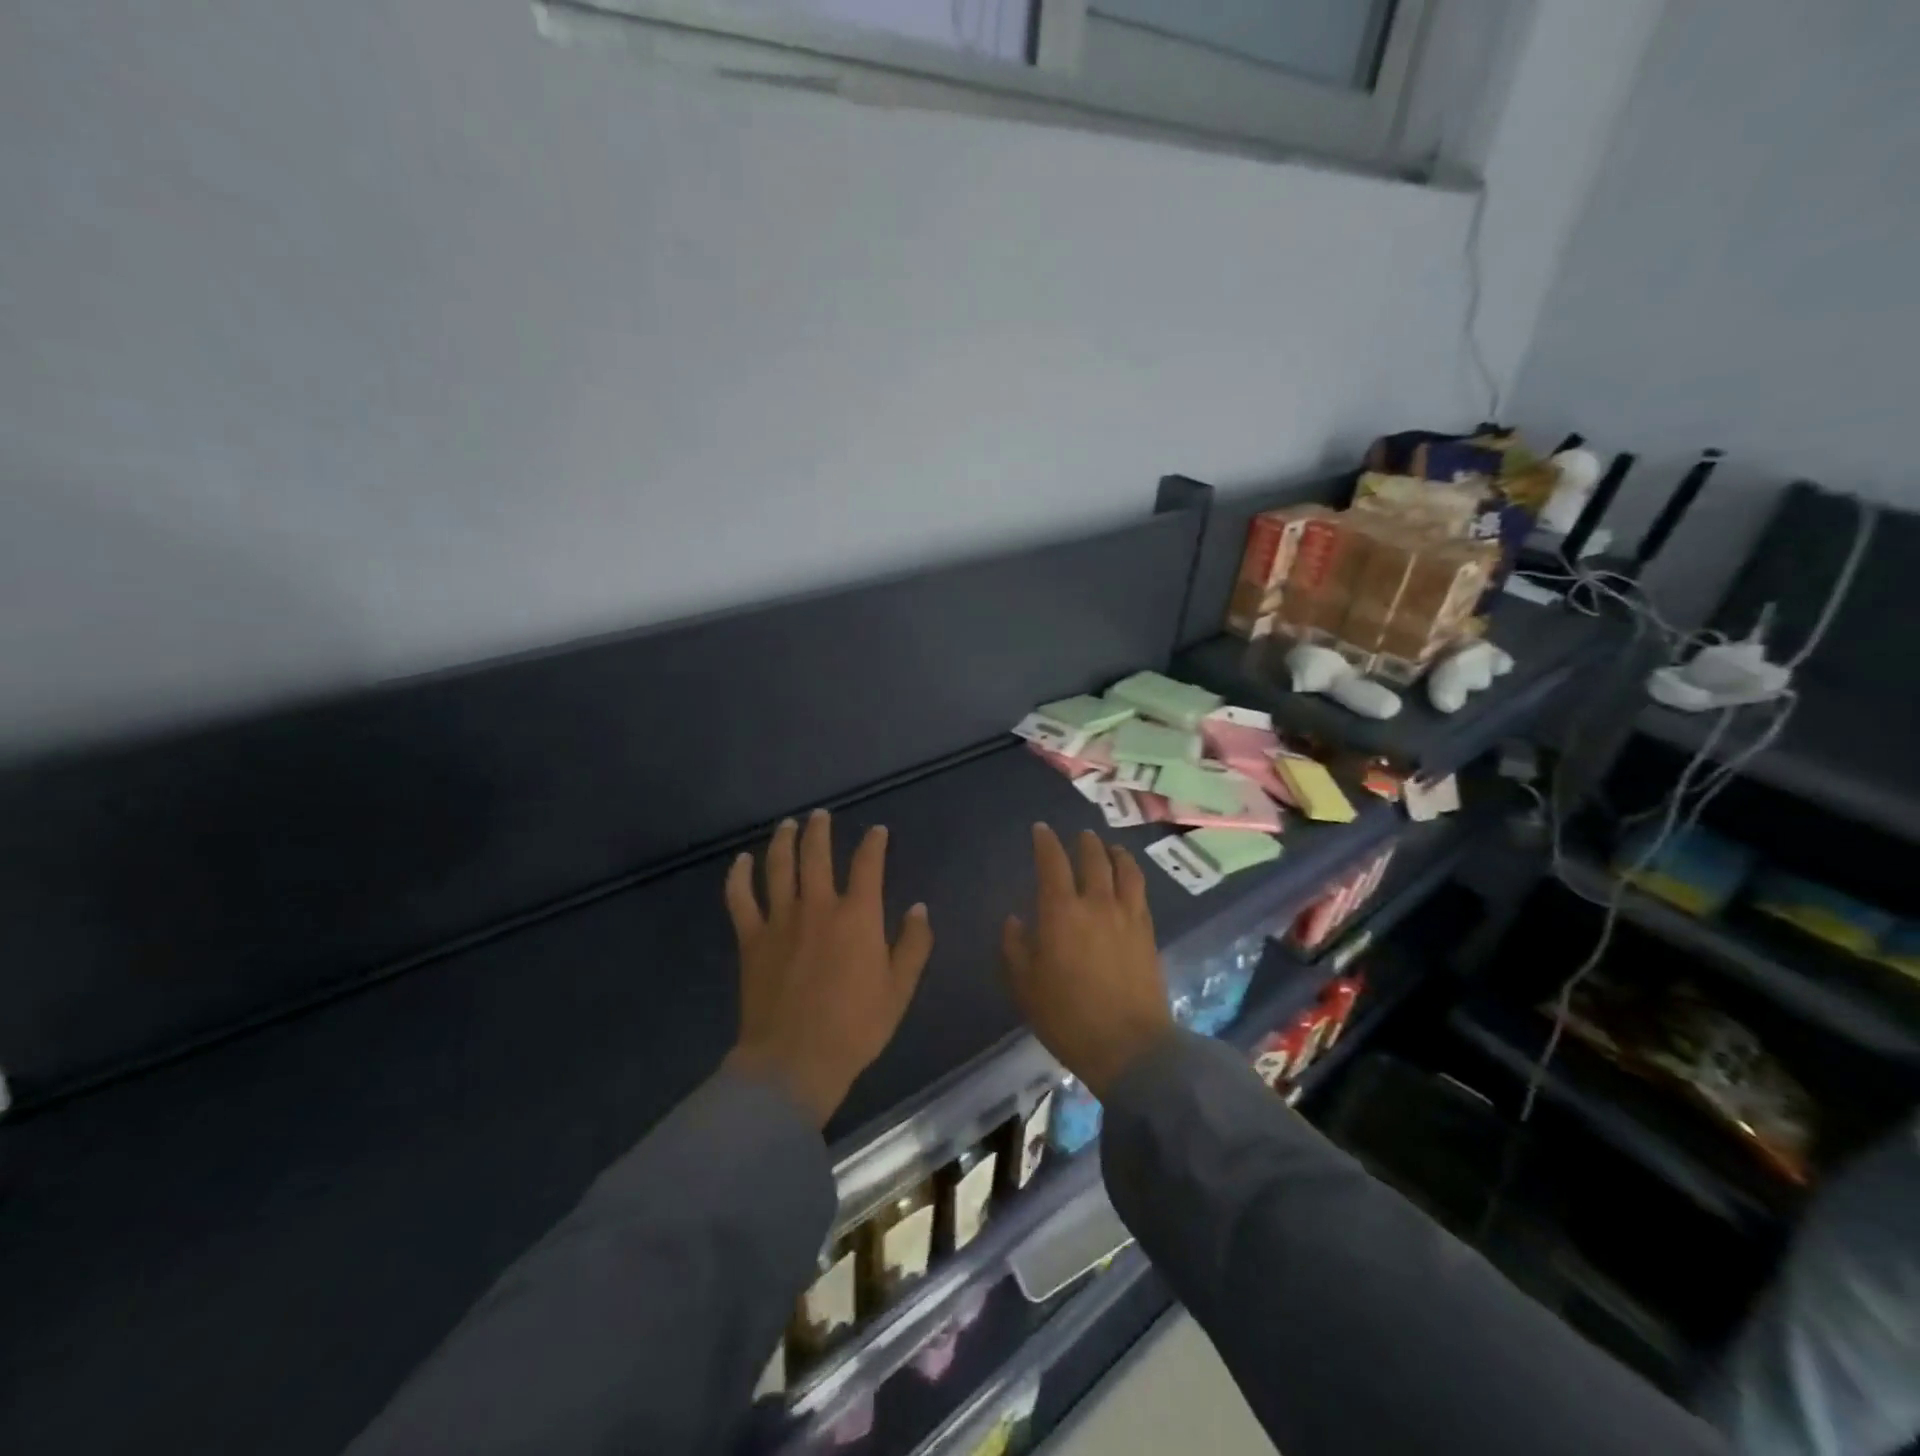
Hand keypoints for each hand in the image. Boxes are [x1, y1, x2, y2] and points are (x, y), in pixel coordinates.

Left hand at [723, 810, 933, 1126]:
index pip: (868, 864)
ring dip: (783, 841)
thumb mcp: (899, 989)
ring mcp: (780, 920)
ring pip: (778, 866)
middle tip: (820, 815)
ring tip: (787, 825)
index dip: (874, 843)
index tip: (877, 831)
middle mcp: (818, 906)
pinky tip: (741, 861)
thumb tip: (918, 908)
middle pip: (816, 854)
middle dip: (820, 830)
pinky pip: (740, 898)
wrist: (795, 1060)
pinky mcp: (751, 939)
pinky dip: (739, 876)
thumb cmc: (856, 1027)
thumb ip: (913, 945)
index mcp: (857, 916)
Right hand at [1001, 824, 1173, 1098]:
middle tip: (1079, 835)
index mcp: (1061, 912)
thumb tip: (1015, 920)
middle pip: (1093, 858)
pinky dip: (1133, 876)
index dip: (1045, 842)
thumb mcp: (1025, 986)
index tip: (1041, 830)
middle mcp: (1097, 903)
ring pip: (1124, 869)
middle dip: (1084, 842)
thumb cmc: (1067, 1017)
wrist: (1129, 1047)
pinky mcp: (1148, 932)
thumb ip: (1015, 947)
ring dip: (1115, 853)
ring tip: (1110, 847)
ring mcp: (1127, 916)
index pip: (1053, 863)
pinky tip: (1129, 880)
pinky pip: (1140, 892)